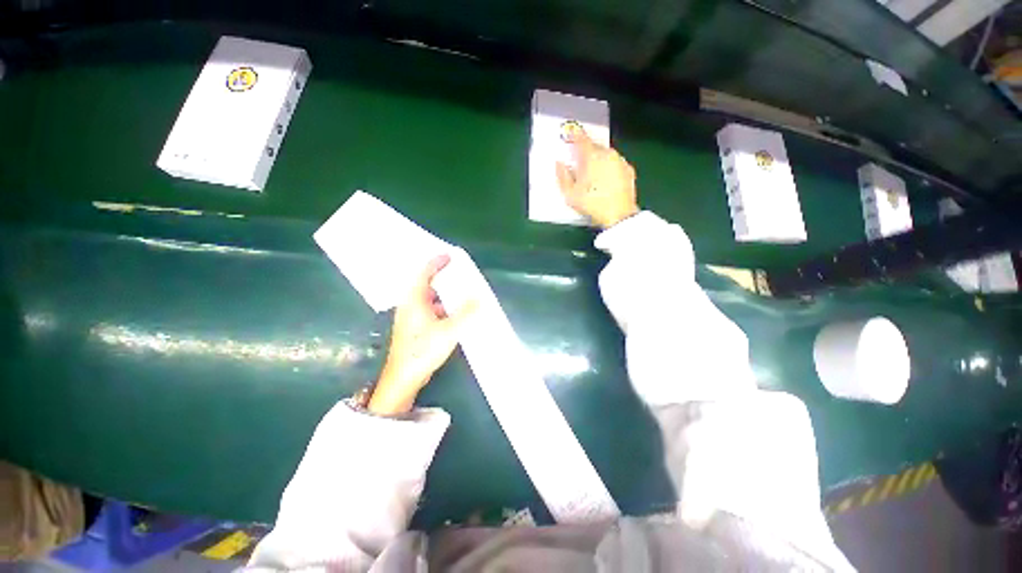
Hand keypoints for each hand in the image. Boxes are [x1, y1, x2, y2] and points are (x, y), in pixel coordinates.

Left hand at [368, 254, 476, 415]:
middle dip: (441, 279)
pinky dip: (438, 310)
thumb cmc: (422, 350)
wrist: (403, 376)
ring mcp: (408, 319)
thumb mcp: (449, 331)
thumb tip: (479, 298)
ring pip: (426, 301)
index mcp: (414, 300)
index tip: (449, 256)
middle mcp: (408, 305)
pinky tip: (451, 318)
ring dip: (441, 297)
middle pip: (424, 285)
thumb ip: (466, 314)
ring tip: (459, 296)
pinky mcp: (411, 331)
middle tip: (458, 275)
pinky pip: (426, 312)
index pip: (424, 273)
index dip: (437, 262)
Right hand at [555, 127, 638, 229]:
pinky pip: (616, 163)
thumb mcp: (570, 194)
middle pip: (594, 145)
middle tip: (580, 160)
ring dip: (599, 158)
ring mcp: (620, 161)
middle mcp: (607, 154)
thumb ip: (562, 175)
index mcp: (591, 155)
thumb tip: (559, 165)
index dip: (574, 134)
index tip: (570, 134)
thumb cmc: (593, 204)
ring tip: (593, 171)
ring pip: (606, 153)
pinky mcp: (629, 170)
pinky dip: (610, 166)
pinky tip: (606, 178)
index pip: (581, 138)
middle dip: (587, 150)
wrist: (620, 217)